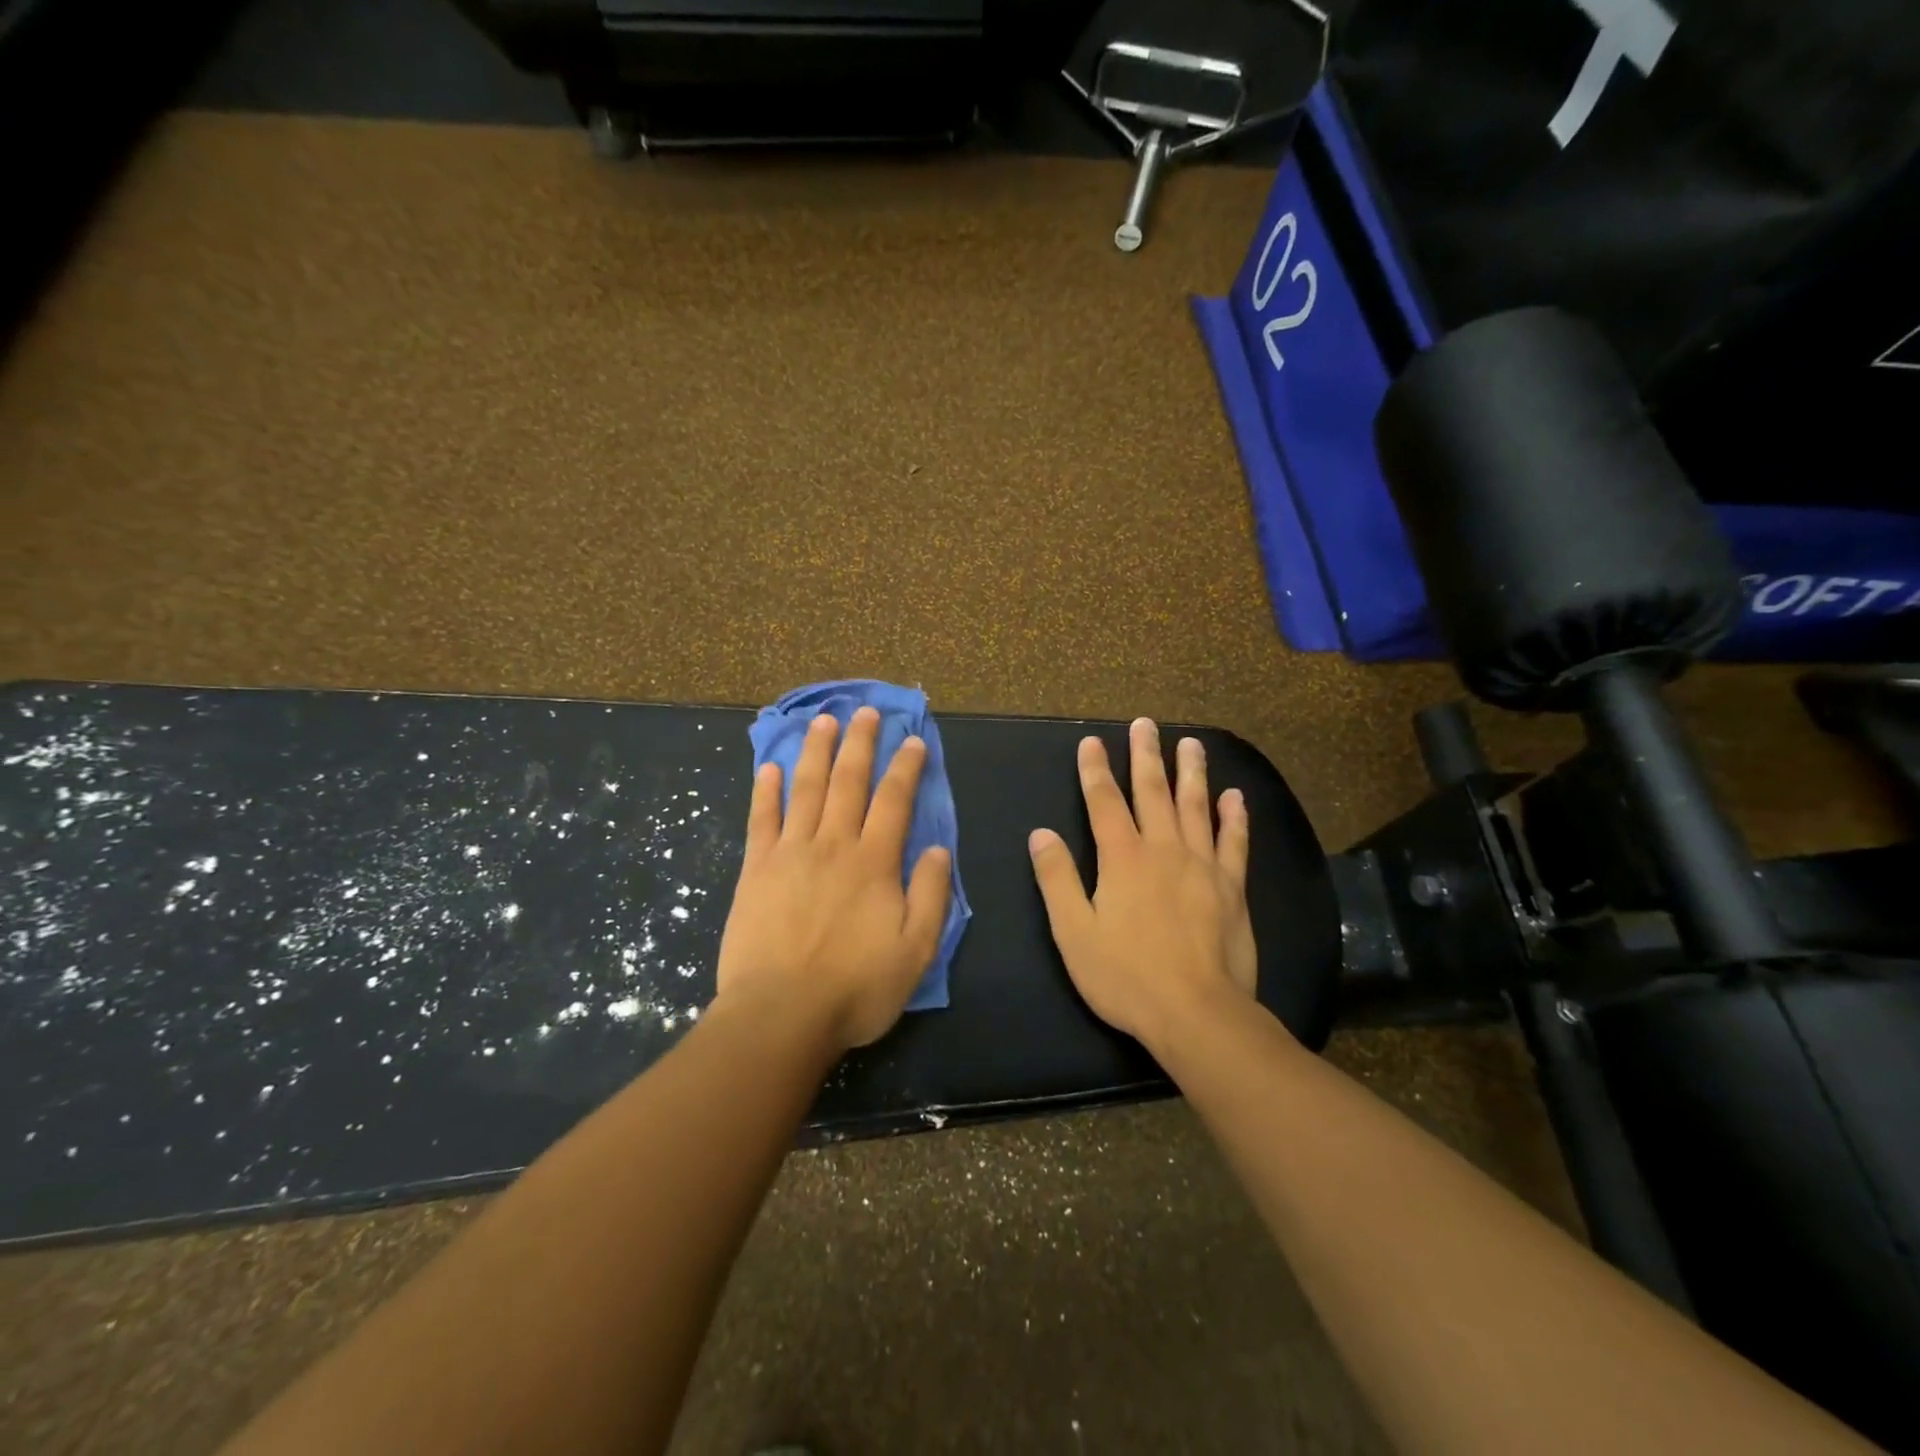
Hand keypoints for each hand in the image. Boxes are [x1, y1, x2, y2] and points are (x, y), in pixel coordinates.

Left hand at [715, 706, 952, 1051]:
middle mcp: (833, 845)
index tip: (913, 739)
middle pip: (848, 782)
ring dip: (815, 751)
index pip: (894, 801)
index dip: (905, 767)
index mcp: (874, 863)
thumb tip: (938, 849)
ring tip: (822, 720)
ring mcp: (790, 854)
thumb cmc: (855, 988)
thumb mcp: (915, 951)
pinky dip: (766, 791)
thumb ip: (931, 896)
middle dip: (859, 743)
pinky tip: (770, 768)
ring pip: (806, 790)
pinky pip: (761, 820)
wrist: (780, 1016)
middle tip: (865, 710)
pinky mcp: (756, 871)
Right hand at [1028, 718, 1257, 1047]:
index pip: (1104, 803)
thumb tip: (1041, 834)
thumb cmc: (1126, 976)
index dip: (1095, 770)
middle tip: (1145, 724)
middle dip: (1145, 755)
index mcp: (1122, 859)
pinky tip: (1233, 797)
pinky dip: (1233, 817)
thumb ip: (1057, 880)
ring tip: (1191, 743)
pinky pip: (1234, 842)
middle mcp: (1163, 850)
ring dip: (1191, 772)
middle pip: (1152, 792)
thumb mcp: (1074, 932)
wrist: (1197, 1014)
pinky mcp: (1232, 888)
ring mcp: (1203, 866)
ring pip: (1195, 807)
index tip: (1091, 741)